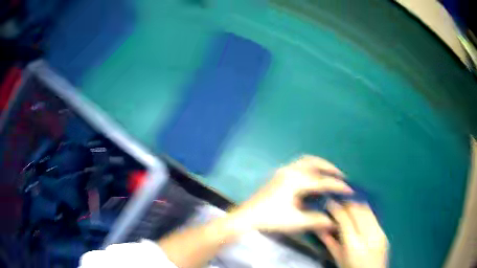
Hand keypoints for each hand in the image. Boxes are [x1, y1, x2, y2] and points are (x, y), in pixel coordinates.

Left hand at [228, 156, 352, 232]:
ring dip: (319, 165)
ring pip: (306, 161)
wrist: (247, 217)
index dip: (337, 186)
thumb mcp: (296, 222)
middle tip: (341, 176)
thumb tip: (334, 221)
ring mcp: (282, 171)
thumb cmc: (271, 219)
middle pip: (314, 163)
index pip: (322, 181)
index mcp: (295, 181)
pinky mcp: (278, 175)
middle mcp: (290, 171)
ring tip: (329, 174)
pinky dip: (310, 168)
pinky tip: (313, 178)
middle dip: (329, 168)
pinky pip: (299, 165)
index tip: (349, 190)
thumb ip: (317, 220)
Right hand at [317, 201, 388, 267]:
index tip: (329, 202)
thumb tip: (319, 227)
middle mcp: (368, 236)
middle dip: (346, 204)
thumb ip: (329, 242)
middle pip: (357, 210)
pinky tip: (359, 214)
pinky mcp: (384, 233)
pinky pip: (373, 216)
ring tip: (347, 207)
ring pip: (367, 210)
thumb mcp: (338, 259)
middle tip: (338, 204)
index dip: (336, 208)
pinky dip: (364, 212)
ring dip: (355, 205)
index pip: (344, 219)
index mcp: (353, 245)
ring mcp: (378, 233)